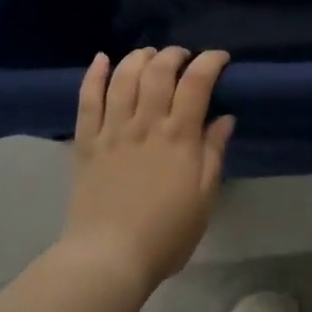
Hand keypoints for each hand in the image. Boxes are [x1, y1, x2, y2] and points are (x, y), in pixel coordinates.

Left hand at [62, 47, 235, 289]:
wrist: (109, 257)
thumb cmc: (166, 235)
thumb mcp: (204, 198)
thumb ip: (213, 153)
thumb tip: (225, 118)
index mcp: (178, 138)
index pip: (196, 83)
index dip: (210, 62)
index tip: (219, 59)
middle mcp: (145, 124)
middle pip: (158, 71)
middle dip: (173, 54)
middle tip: (183, 57)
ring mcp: (112, 130)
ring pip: (123, 78)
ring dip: (138, 57)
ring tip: (149, 55)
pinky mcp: (86, 142)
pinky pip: (87, 99)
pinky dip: (94, 75)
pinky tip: (102, 59)